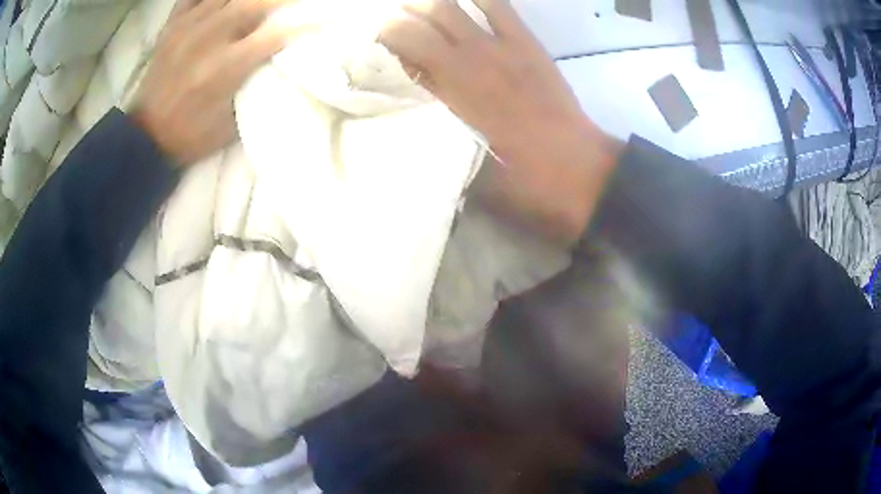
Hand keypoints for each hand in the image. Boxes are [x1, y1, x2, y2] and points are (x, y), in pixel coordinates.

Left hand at [129, 0, 293, 165]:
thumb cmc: (190, 135)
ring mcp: (187, 29)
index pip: (274, 35)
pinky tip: (222, 0)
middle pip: (252, 3)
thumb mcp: (230, 125)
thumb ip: (254, 90)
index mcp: (225, 69)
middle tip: (292, 1)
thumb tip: (277, 64)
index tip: (322, 16)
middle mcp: (207, 40)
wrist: (145, 137)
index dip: (302, 23)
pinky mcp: (171, 27)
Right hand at [379, 0, 621, 243]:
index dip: (380, 42)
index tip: (371, 47)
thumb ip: (436, 128)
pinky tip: (464, 2)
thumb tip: (413, 103)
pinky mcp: (527, 43)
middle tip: (390, 27)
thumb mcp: (463, 163)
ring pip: (449, 6)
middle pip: (415, 20)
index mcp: (446, 92)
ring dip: (427, 5)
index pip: (399, 50)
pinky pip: (497, 5)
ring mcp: (498, 46)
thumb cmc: (519, 177)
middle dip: (395, 18)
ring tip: (420, 12)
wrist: (578, 170)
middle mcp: (465, 61)